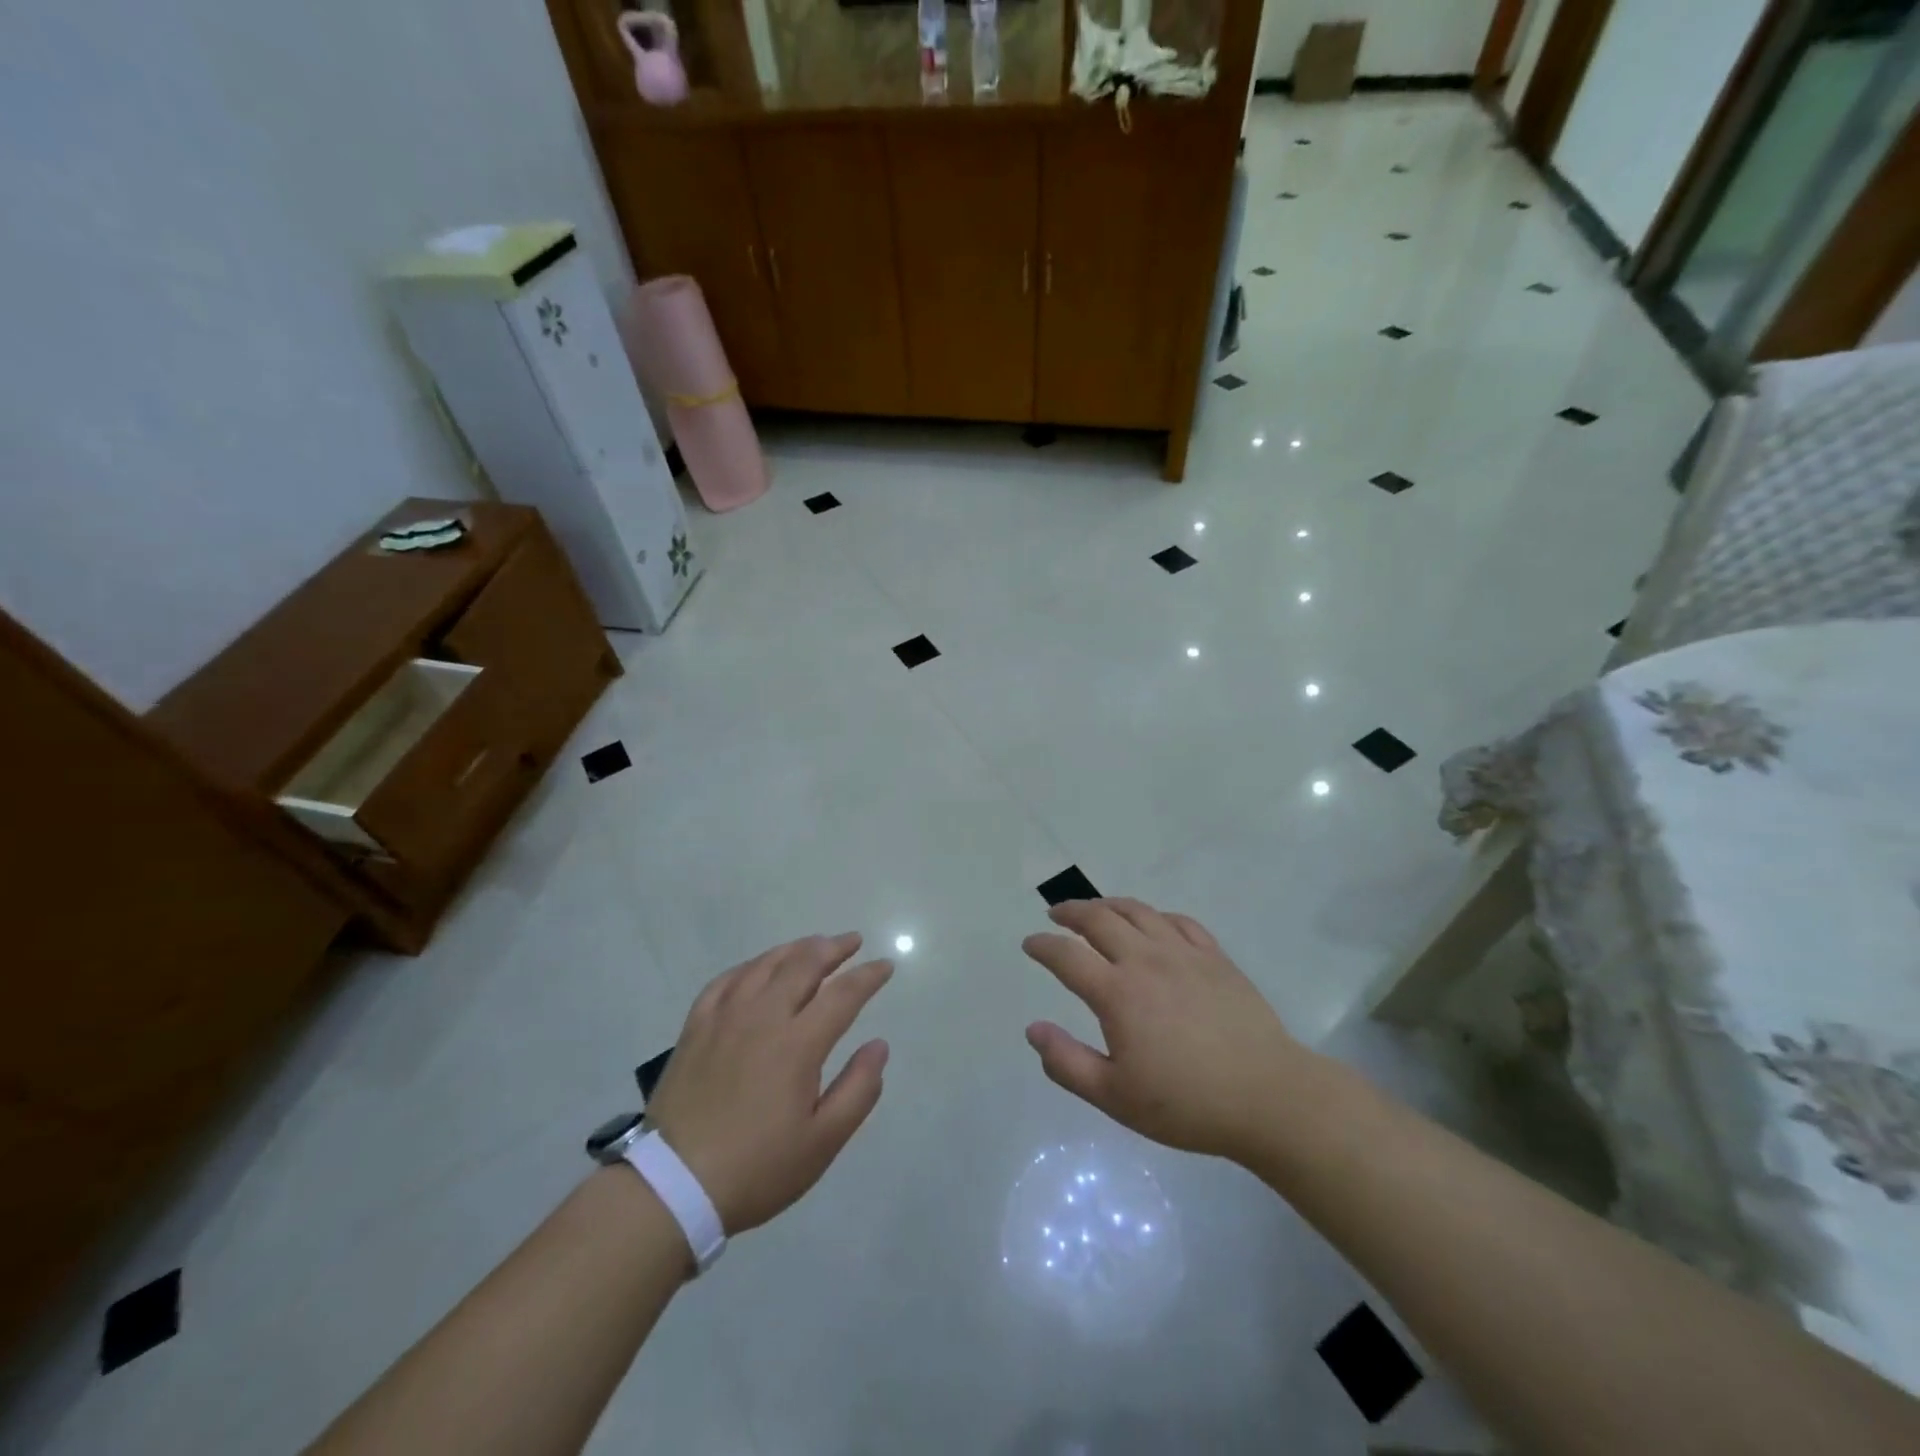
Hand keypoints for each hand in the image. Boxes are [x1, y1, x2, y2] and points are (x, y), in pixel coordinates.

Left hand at [643, 934, 892, 1234]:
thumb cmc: (757, 1168)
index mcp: (798, 1044)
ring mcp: (725, 1018)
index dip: (868, 976)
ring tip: (814, 944)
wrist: (673, 1186)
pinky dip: (750, 966)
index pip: (843, 994)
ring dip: (795, 949)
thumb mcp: (821, 1142)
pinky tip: (758, 968)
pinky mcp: (696, 1027)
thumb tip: (879, 1045)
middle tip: (853, 941)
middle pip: (803, 965)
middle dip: (834, 948)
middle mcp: (763, 1017)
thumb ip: (858, 1090)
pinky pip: (726, 980)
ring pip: (765, 965)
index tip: (885, 966)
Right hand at [1022, 899, 1306, 1164]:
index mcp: (1117, 993)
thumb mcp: (1115, 1097)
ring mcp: (1184, 953)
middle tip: (1056, 915)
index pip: (1067, 956)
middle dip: (1071, 912)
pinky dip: (1155, 916)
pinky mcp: (1215, 957)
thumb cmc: (1186, 1103)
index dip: (1043, 946)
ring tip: (1095, 910)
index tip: (1030, 944)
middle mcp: (1146, 960)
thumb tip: (1033, 1029)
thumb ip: (1067, 1063)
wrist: (1268, 1097)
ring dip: (1108, 905)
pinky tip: (1152, 924)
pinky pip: (1179, 921)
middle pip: (1099, 919)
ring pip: (1138, 911)